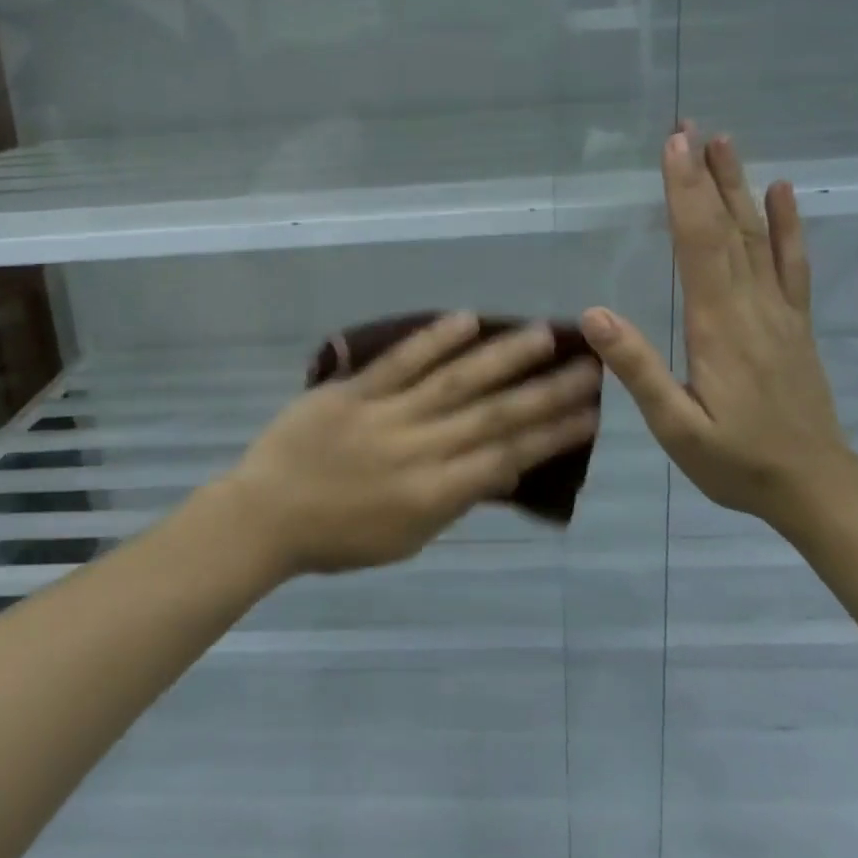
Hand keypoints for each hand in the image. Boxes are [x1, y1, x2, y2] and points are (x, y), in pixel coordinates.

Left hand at [219, 313, 602, 574]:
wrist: (266, 515)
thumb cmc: (338, 537)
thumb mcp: (407, 538)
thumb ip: (455, 499)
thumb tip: (503, 465)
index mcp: (433, 494)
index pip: (507, 457)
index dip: (553, 435)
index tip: (591, 413)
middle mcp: (419, 450)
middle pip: (493, 416)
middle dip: (545, 392)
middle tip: (588, 368)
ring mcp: (385, 416)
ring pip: (454, 382)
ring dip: (501, 357)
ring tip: (542, 335)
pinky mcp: (353, 391)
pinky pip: (399, 363)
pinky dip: (433, 340)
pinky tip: (466, 319)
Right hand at [581, 124, 848, 520]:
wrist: (817, 488)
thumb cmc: (737, 461)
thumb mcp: (677, 428)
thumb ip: (639, 370)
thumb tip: (595, 315)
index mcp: (718, 326)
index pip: (699, 246)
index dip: (684, 194)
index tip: (673, 148)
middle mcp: (752, 306)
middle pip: (728, 229)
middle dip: (706, 176)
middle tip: (690, 127)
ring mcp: (779, 312)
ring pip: (759, 238)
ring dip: (739, 188)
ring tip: (725, 143)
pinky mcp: (794, 324)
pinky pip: (792, 265)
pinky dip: (788, 226)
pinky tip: (782, 193)